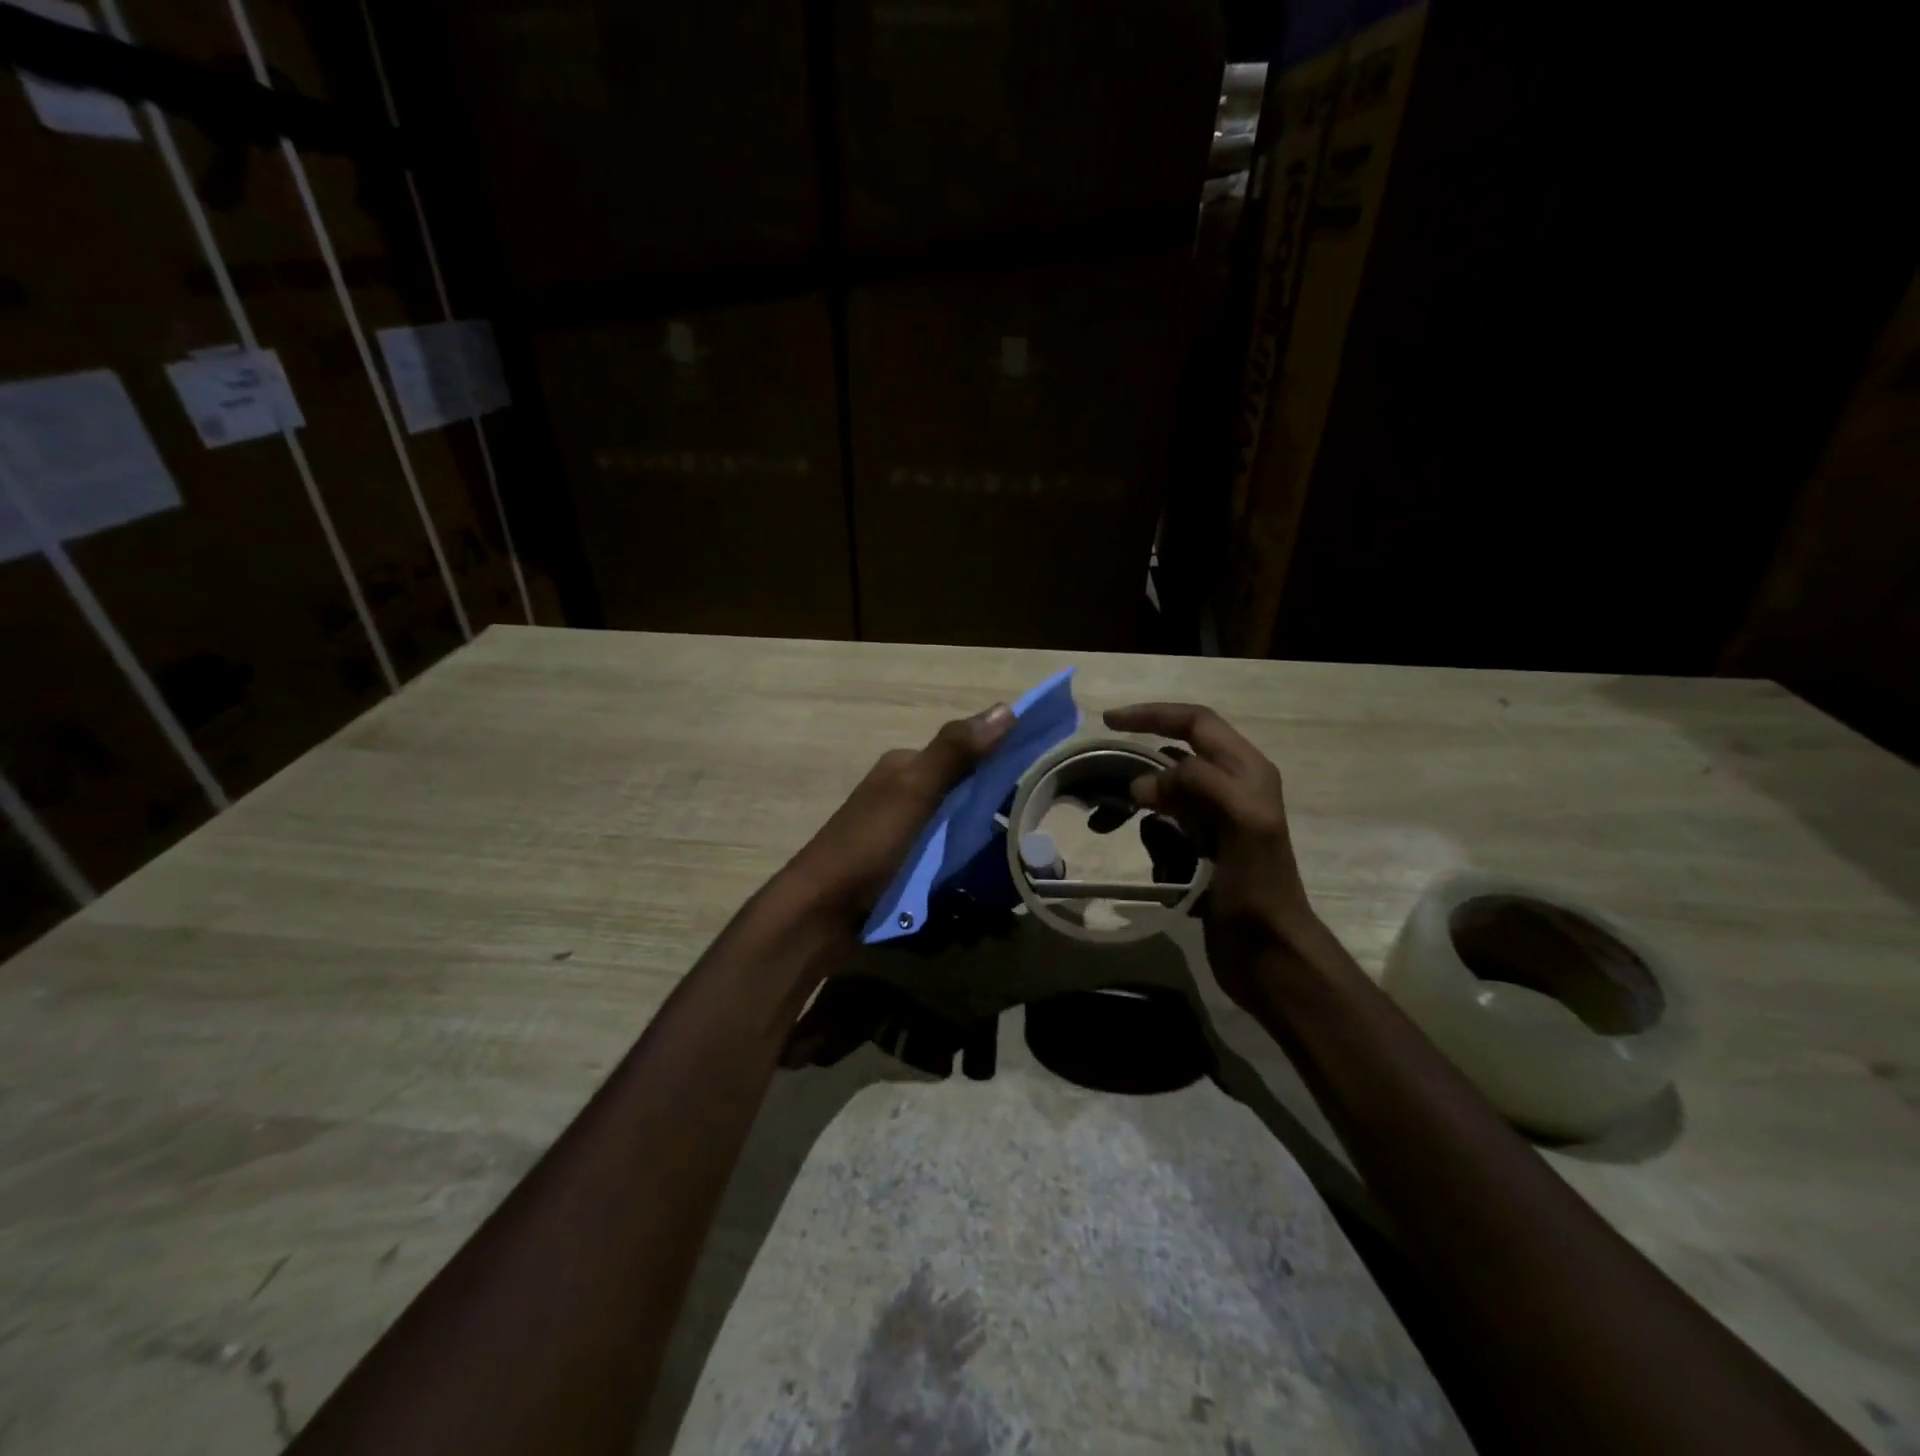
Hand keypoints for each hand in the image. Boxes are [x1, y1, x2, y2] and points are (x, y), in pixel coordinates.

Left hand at [786, 703, 1014, 928]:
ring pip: (956, 829)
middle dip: (995, 811)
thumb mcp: (913, 792)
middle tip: (1034, 835)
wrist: (818, 913)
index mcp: (905, 768)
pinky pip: (944, 860)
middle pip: (963, 794)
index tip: (1043, 783)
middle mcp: (904, 795)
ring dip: (983, 844)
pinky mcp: (901, 869)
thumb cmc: (867, 846)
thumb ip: (956, 752)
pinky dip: (964, 868)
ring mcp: (902, 835)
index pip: (966, 755)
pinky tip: (988, 885)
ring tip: (1020, 864)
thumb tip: (1006, 708)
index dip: (1002, 763)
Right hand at [1103, 702, 1324, 1000]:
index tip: (1107, 722)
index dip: (1153, 715)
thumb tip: (1142, 782)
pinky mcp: (1202, 849)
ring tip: (1109, 822)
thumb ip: (1201, 784)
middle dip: (1139, 759)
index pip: (1196, 722)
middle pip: (1176, 753)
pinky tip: (1155, 863)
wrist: (1270, 953)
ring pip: (1166, 791)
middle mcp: (1233, 787)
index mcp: (1247, 772)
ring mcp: (1216, 819)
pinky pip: (1164, 828)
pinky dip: (1151, 837)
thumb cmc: (1259, 888)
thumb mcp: (1243, 824)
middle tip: (1101, 770)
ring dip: (1142, 804)